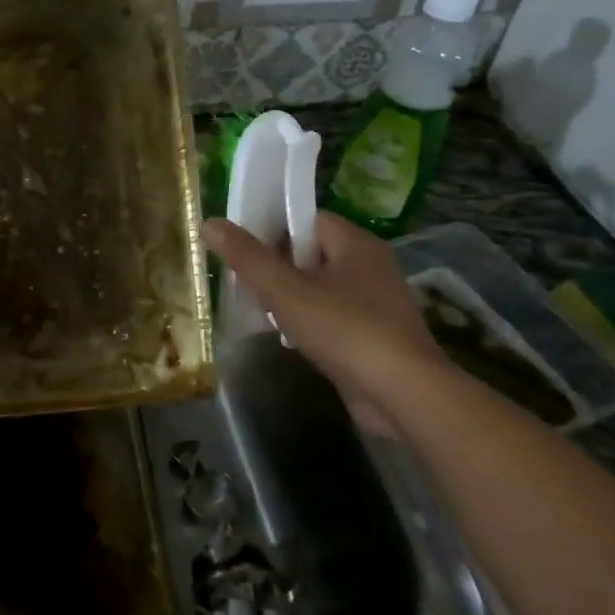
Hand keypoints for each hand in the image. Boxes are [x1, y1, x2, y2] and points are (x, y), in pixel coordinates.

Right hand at [204, 211, 445, 432]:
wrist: (403, 394)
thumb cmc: (345, 330)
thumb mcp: (287, 291)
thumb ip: (249, 258)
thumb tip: (211, 223)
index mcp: (355, 243)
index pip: (307, 219)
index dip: (272, 228)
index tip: (241, 246)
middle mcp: (369, 265)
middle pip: (311, 252)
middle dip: (276, 265)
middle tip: (242, 279)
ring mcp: (375, 302)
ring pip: (320, 286)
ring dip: (289, 296)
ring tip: (257, 308)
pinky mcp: (374, 335)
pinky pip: (332, 315)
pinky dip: (307, 321)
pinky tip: (285, 336)